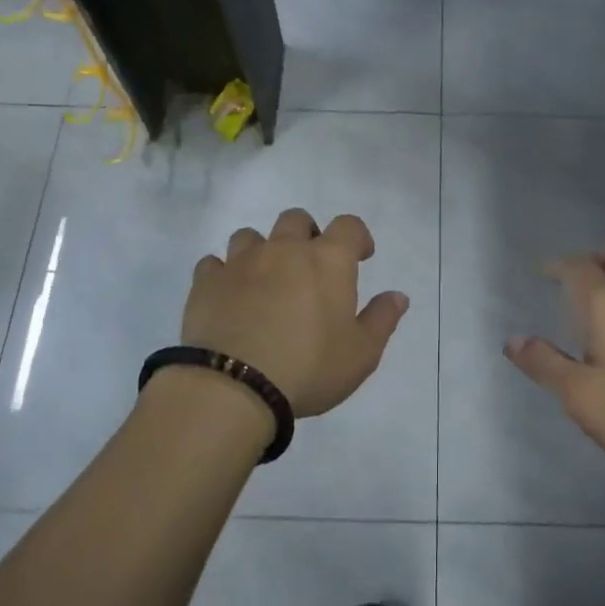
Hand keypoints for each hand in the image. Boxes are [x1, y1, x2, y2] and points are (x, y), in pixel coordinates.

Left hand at [183, 209, 408, 417]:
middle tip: (310, 267)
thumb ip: (382, 319)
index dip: (357, 237)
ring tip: (265, 280)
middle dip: (307, 234)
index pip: (349, 226)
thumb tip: (398, 295)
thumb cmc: (309, 368)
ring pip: (250, 236)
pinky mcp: (206, 282)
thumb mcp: (361, 354)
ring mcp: (241, 262)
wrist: (234, 386)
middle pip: (296, 219)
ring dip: (262, 250)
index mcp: (328, 261)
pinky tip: (229, 296)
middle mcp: (284, 250)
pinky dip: (224, 273)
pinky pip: (213, 263)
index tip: (361, 256)